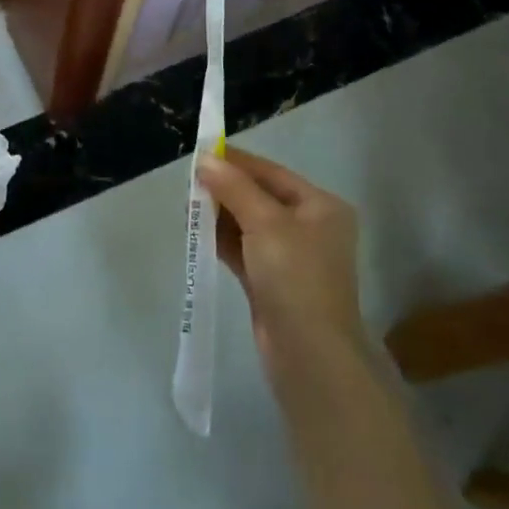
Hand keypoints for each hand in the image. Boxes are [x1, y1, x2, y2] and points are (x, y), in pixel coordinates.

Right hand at [197, 147, 366, 376]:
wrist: (310, 355)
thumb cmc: (295, 277)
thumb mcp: (265, 222)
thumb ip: (233, 187)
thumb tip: (205, 159)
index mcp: (320, 207)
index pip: (272, 173)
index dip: (236, 162)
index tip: (201, 153)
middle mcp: (309, 228)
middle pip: (259, 197)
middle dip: (225, 189)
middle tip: (189, 183)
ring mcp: (290, 258)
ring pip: (248, 224)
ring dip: (219, 214)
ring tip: (187, 206)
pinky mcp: (271, 283)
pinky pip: (242, 250)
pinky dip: (221, 239)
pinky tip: (197, 231)